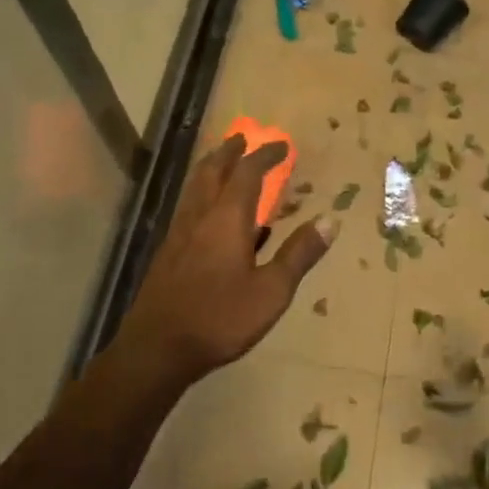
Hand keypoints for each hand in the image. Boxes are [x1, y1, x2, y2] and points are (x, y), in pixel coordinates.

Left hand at [118, 135, 333, 386]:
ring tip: (224, 163)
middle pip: (212, 171)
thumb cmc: (220, 318)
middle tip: (243, 138)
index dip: (266, 155)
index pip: (248, 173)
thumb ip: (299, 254)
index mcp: (227, 219)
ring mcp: (179, 234)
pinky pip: (188, 207)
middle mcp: (200, 217)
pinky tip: (209, 213)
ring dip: (211, 168)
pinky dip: (202, 193)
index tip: (283, 145)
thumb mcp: (272, 291)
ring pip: (195, 187)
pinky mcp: (168, 252)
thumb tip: (331, 221)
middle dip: (230, 151)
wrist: (157, 349)